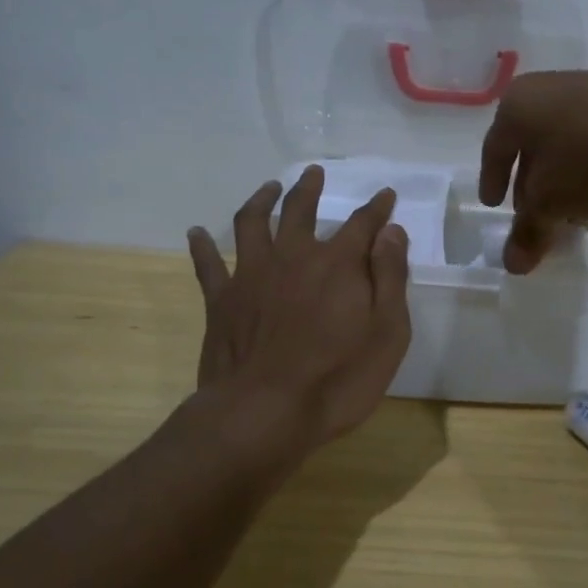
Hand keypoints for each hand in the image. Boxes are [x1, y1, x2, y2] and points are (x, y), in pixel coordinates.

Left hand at [187, 166, 412, 447]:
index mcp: (337, 264)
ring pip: (253, 222)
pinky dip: (202, 245)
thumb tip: (391, 232)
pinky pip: (207, 264)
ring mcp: (252, 275)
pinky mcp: (221, 300)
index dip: (377, 207)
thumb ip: (390, 277)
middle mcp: (293, 256)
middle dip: (311, 189)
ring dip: (261, 199)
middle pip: (301, 210)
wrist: (263, 413)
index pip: (363, 223)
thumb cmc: (337, 379)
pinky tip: (196, 233)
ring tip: (268, 188)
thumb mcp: (387, 333)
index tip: (385, 195)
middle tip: (315, 173)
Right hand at [479, 70, 587, 272]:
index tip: (493, 205)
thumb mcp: (551, 203)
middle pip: (530, 144)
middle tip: (535, 215)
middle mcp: (548, 88)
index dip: (491, 180)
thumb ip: (528, 232)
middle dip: (531, 183)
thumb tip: (512, 264)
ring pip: (565, 141)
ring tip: (573, 209)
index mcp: (518, 105)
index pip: (493, 148)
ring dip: (564, 177)